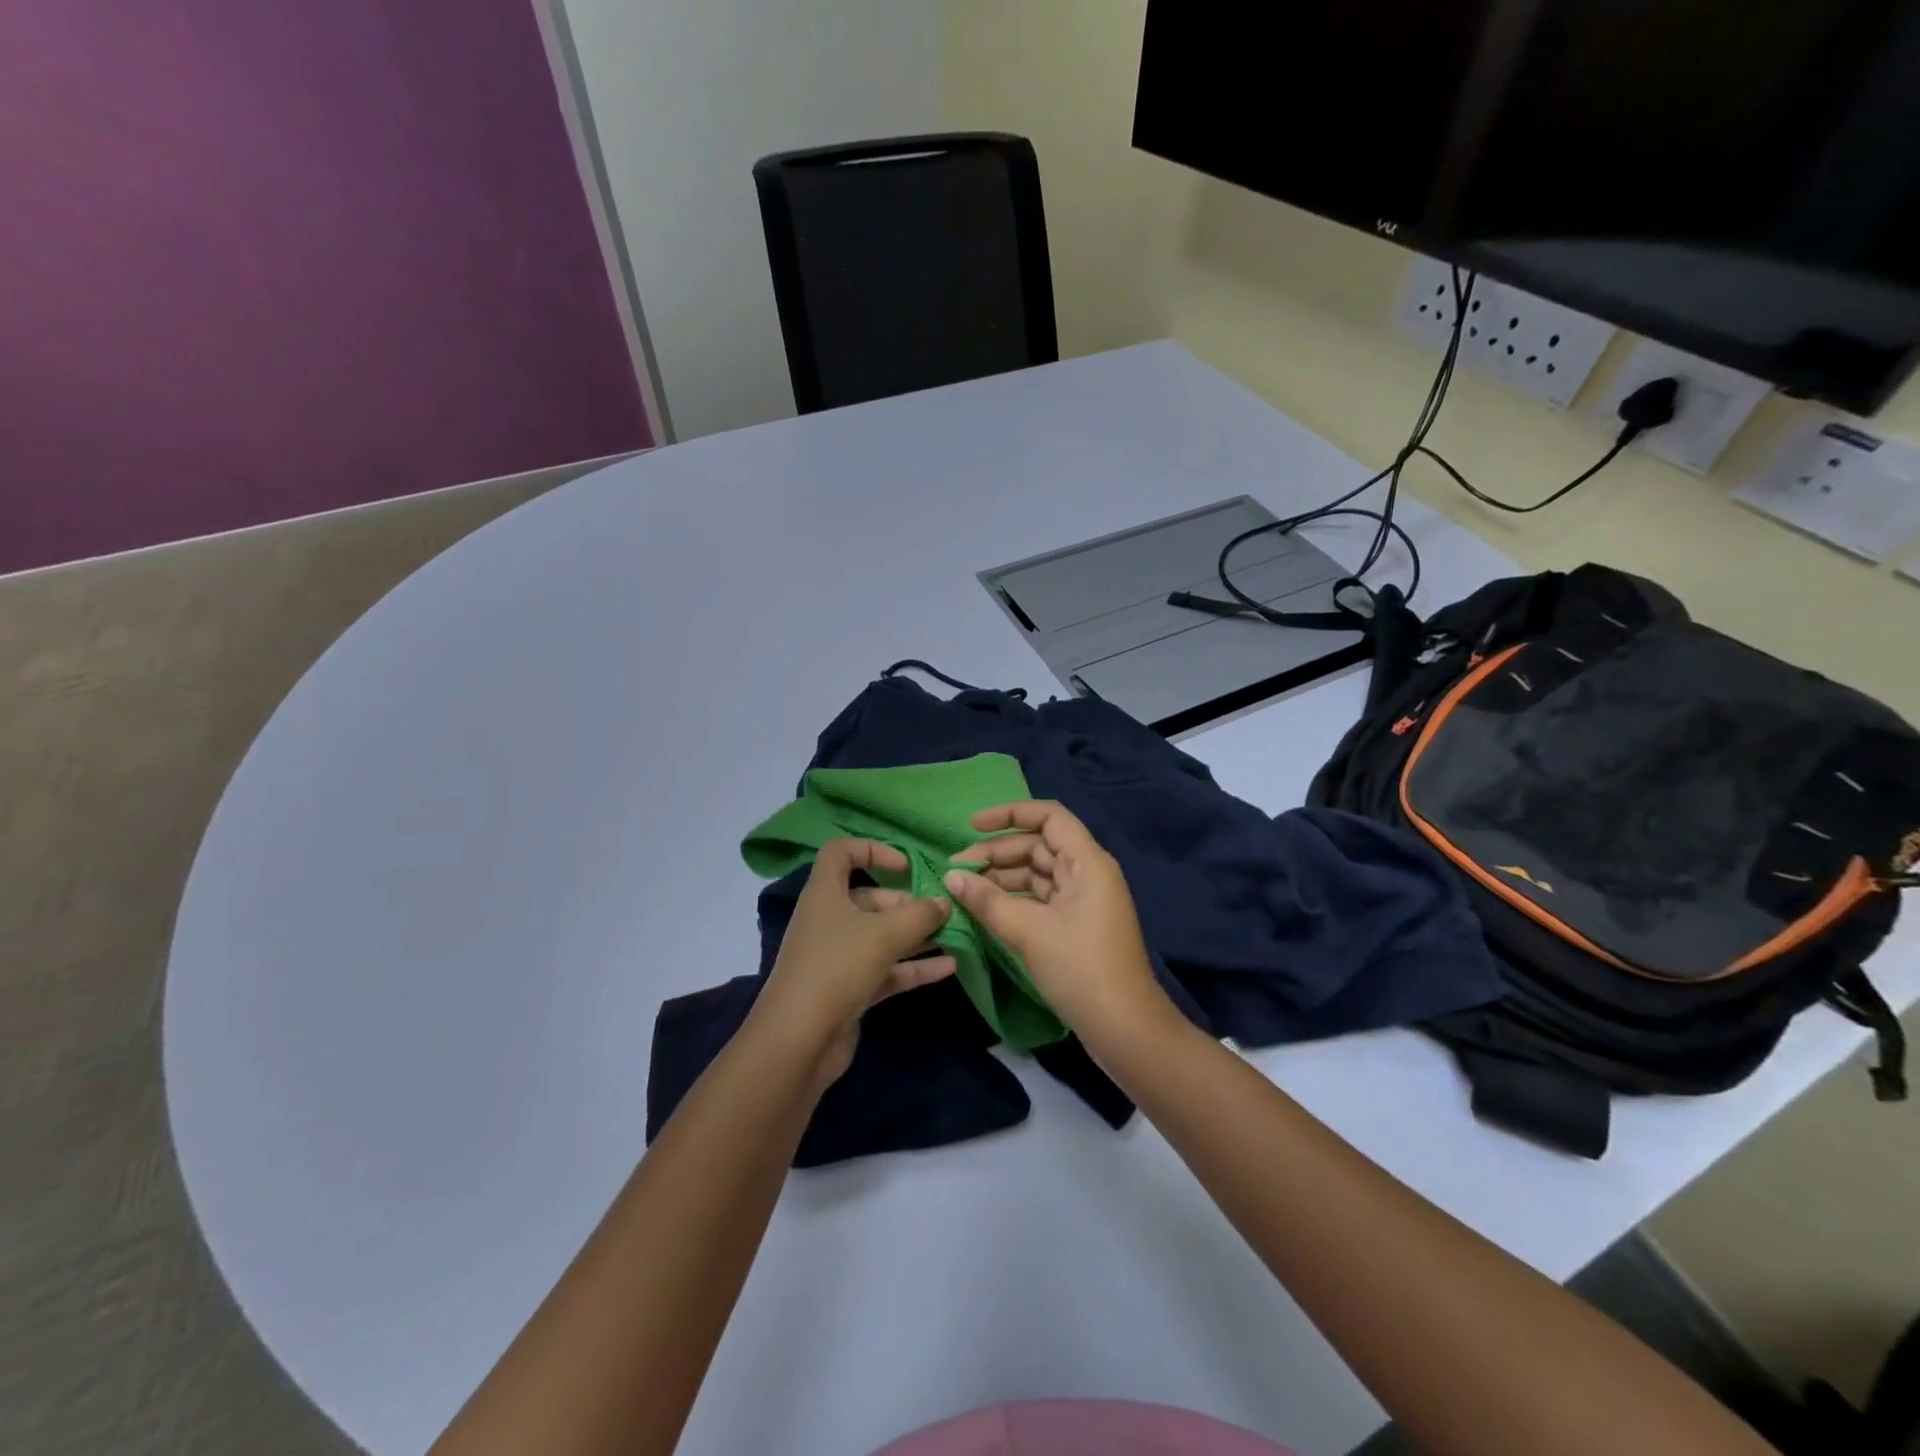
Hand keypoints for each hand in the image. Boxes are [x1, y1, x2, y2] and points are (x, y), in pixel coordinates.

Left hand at [753, 839, 954, 1085]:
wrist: (798, 1041)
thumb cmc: (837, 968)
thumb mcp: (884, 934)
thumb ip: (920, 915)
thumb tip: (943, 902)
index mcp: (825, 893)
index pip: (841, 853)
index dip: (873, 850)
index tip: (906, 866)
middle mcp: (829, 919)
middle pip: (870, 898)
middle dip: (908, 903)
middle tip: (943, 910)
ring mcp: (838, 956)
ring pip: (881, 936)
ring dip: (916, 935)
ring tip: (955, 934)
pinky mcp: (849, 989)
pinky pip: (886, 969)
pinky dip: (913, 967)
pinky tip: (949, 967)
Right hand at [944, 801, 1171, 1041]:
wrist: (1123, 1028)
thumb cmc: (1080, 967)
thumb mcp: (1028, 930)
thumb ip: (987, 900)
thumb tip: (951, 876)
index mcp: (1087, 862)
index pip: (1048, 817)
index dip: (1009, 814)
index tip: (972, 826)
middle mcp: (1087, 873)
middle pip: (1038, 846)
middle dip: (997, 852)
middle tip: (956, 869)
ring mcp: (1082, 902)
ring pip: (1036, 874)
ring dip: (1001, 878)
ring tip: (963, 890)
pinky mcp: (1075, 927)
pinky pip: (1039, 900)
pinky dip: (1012, 900)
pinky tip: (984, 910)